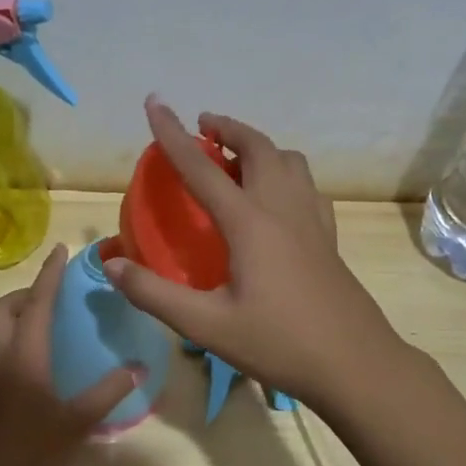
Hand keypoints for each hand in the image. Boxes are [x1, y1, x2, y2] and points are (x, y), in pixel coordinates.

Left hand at [0, 243, 138, 465]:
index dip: (50, 274)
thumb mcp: (77, 422)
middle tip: (57, 296)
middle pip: (5, 307)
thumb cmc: (34, 457)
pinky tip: (38, 354)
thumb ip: (108, 391)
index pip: (37, 302)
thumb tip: (138, 368)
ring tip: (49, 320)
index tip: (61, 250)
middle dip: (29, 292)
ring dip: (18, 312)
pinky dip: (12, 332)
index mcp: (22, 356)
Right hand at [103, 97, 405, 410]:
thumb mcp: (207, 325)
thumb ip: (154, 294)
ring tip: (236, 158)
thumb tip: (110, 265)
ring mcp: (312, 220)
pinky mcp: (328, 237)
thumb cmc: (278, 343)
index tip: (155, 102)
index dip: (172, 134)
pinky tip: (276, 199)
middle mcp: (283, 208)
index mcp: (249, 222)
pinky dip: (285, 173)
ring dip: (260, 147)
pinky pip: (306, 185)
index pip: (201, 168)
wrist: (354, 364)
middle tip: (203, 127)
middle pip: (257, 148)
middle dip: (228, 128)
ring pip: (289, 161)